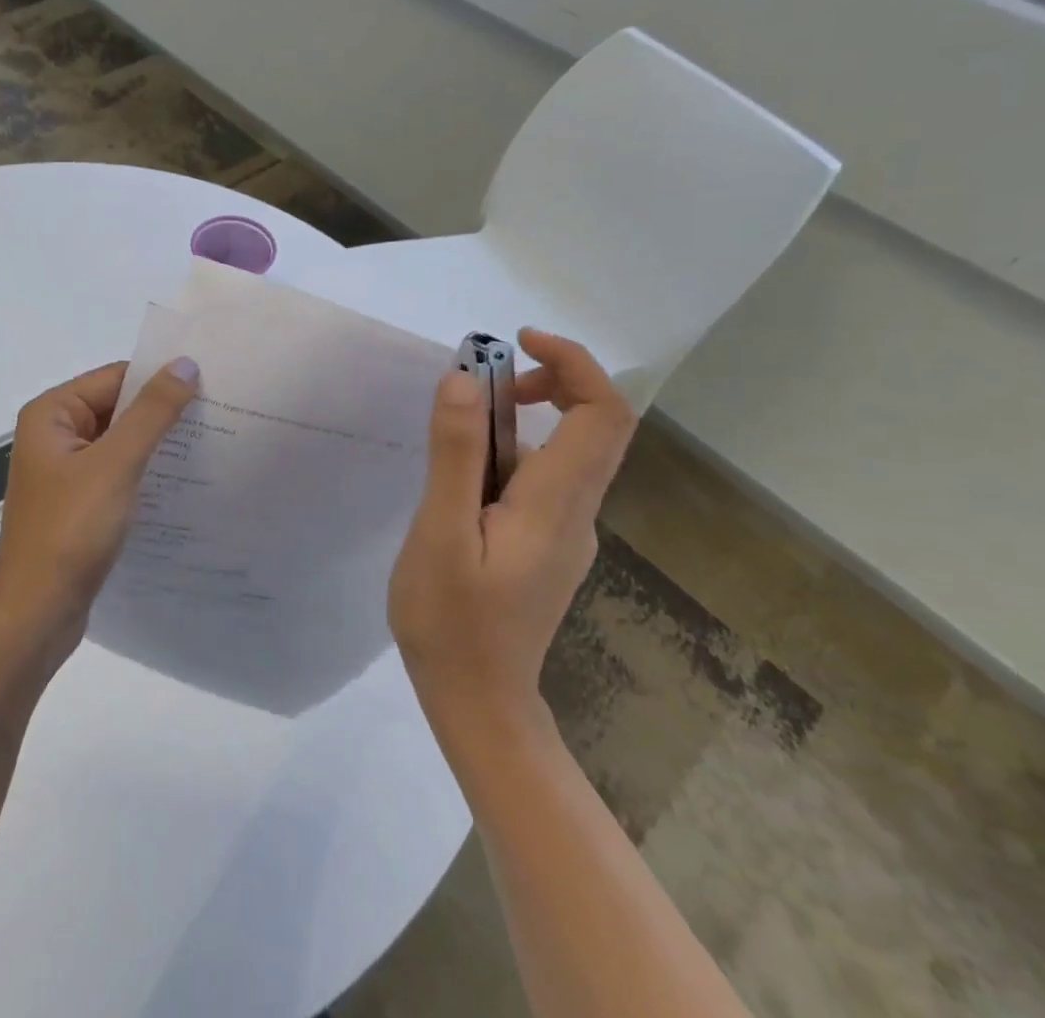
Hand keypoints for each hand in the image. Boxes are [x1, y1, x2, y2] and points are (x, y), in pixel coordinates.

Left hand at [0, 358, 200, 656]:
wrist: (36, 613)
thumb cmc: (70, 530)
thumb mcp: (116, 464)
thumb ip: (152, 412)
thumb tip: (185, 364)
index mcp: (51, 414)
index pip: (115, 378)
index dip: (160, 379)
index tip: (210, 384)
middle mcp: (54, 435)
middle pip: (117, 408)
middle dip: (162, 413)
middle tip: (220, 414)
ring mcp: (64, 472)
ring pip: (120, 443)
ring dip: (157, 445)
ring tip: (211, 444)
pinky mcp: (77, 503)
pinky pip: (117, 473)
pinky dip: (145, 473)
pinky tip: (182, 481)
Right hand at [389, 329, 636, 736]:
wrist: (478, 702)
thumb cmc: (451, 620)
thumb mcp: (440, 532)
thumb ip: (456, 454)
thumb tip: (464, 379)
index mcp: (556, 504)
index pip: (603, 414)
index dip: (573, 363)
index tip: (517, 342)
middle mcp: (577, 512)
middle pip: (596, 426)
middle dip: (549, 381)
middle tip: (482, 381)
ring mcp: (567, 532)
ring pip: (568, 451)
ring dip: (524, 416)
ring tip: (458, 425)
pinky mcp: (548, 544)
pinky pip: (545, 477)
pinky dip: (514, 449)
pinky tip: (463, 478)